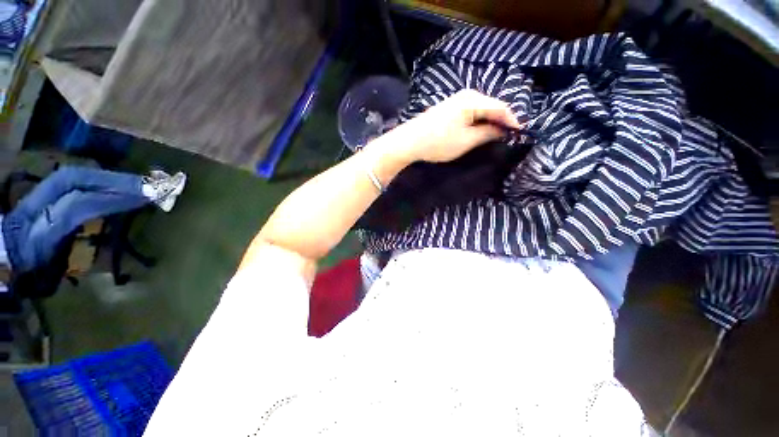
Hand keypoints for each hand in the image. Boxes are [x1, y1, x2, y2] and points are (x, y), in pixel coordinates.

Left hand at [386, 89, 520, 163]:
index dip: (512, 119)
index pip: (500, 107)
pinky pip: (472, 110)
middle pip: (492, 105)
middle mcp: (466, 95)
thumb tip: (502, 130)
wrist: (410, 141)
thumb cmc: (439, 142)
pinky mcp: (449, 107)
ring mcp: (456, 99)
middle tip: (511, 132)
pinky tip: (481, 127)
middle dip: (502, 118)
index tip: (522, 131)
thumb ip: (487, 133)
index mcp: (473, 100)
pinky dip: (479, 119)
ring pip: (482, 108)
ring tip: (499, 131)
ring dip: (491, 119)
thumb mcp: (466, 141)